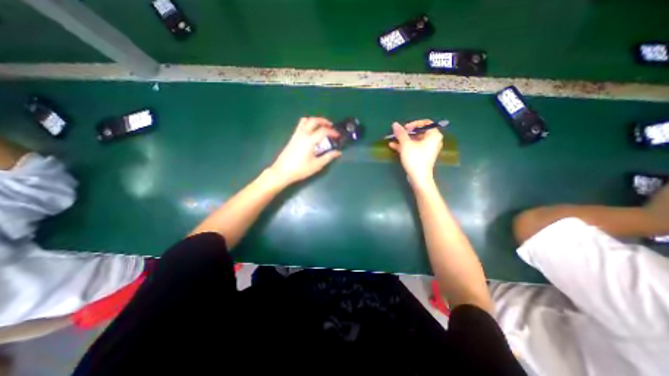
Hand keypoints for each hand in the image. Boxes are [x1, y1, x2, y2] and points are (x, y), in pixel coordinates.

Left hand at [267, 117, 340, 185]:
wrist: (282, 172)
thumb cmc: (300, 169)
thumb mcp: (317, 165)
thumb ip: (328, 157)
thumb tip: (338, 152)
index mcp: (309, 140)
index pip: (323, 131)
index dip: (332, 132)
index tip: (338, 136)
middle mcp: (302, 134)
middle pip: (313, 120)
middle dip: (324, 121)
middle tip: (331, 126)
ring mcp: (296, 135)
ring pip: (305, 120)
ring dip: (314, 120)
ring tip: (321, 126)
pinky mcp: (292, 137)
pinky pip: (300, 125)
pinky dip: (308, 124)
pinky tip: (312, 132)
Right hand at [390, 121, 443, 187]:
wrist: (419, 177)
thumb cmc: (415, 158)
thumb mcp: (406, 144)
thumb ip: (400, 133)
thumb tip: (395, 124)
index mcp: (433, 135)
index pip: (425, 123)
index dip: (413, 124)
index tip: (404, 128)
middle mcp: (433, 141)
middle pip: (419, 132)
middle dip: (406, 133)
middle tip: (397, 134)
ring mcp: (428, 149)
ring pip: (415, 140)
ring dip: (403, 140)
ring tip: (392, 139)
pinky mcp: (422, 156)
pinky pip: (414, 147)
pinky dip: (405, 146)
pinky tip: (393, 146)